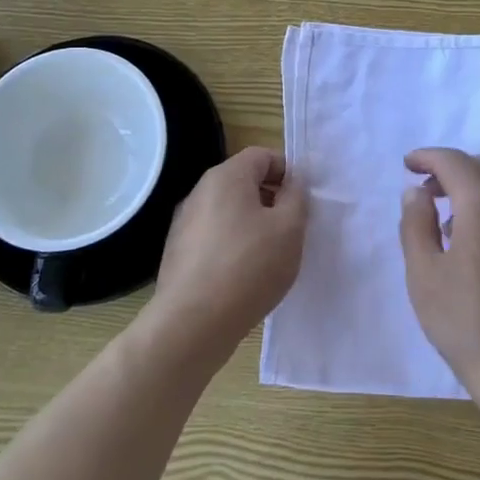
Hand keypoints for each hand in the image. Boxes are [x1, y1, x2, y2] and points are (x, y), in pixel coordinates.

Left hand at [146, 147, 306, 365]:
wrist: (192, 324)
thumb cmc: (249, 267)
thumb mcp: (289, 228)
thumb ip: (297, 197)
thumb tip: (294, 182)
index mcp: (226, 177)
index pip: (262, 155)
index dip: (287, 171)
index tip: (302, 200)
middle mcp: (200, 192)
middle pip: (243, 182)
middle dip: (271, 199)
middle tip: (291, 228)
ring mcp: (184, 223)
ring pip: (228, 211)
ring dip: (252, 224)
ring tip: (270, 255)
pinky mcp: (178, 252)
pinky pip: (214, 236)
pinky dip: (232, 245)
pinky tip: (244, 276)